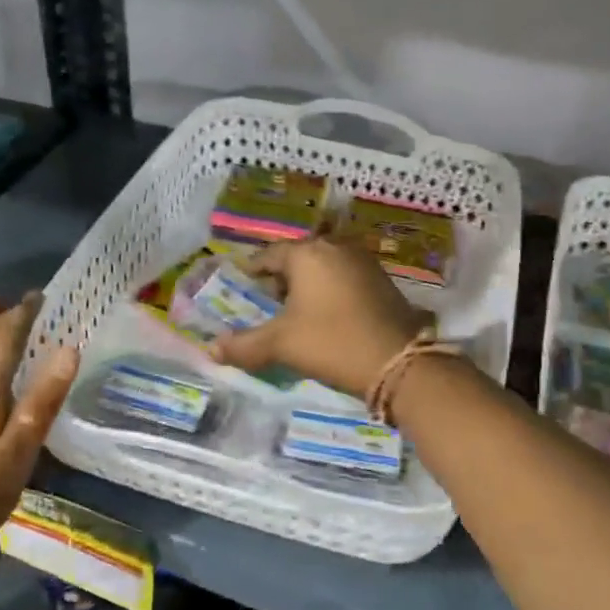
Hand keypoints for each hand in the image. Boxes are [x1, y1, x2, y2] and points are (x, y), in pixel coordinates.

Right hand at [209, 236, 428, 397]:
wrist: (398, 362)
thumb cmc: (332, 342)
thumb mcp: (281, 344)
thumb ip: (244, 345)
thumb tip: (211, 349)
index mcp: (307, 252)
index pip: (268, 256)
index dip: (251, 273)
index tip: (240, 289)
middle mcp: (335, 247)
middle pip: (297, 258)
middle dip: (280, 280)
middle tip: (266, 306)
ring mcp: (362, 261)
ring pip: (323, 267)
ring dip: (307, 286)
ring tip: (294, 314)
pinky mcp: (381, 279)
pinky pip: (344, 277)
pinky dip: (330, 291)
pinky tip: (327, 317)